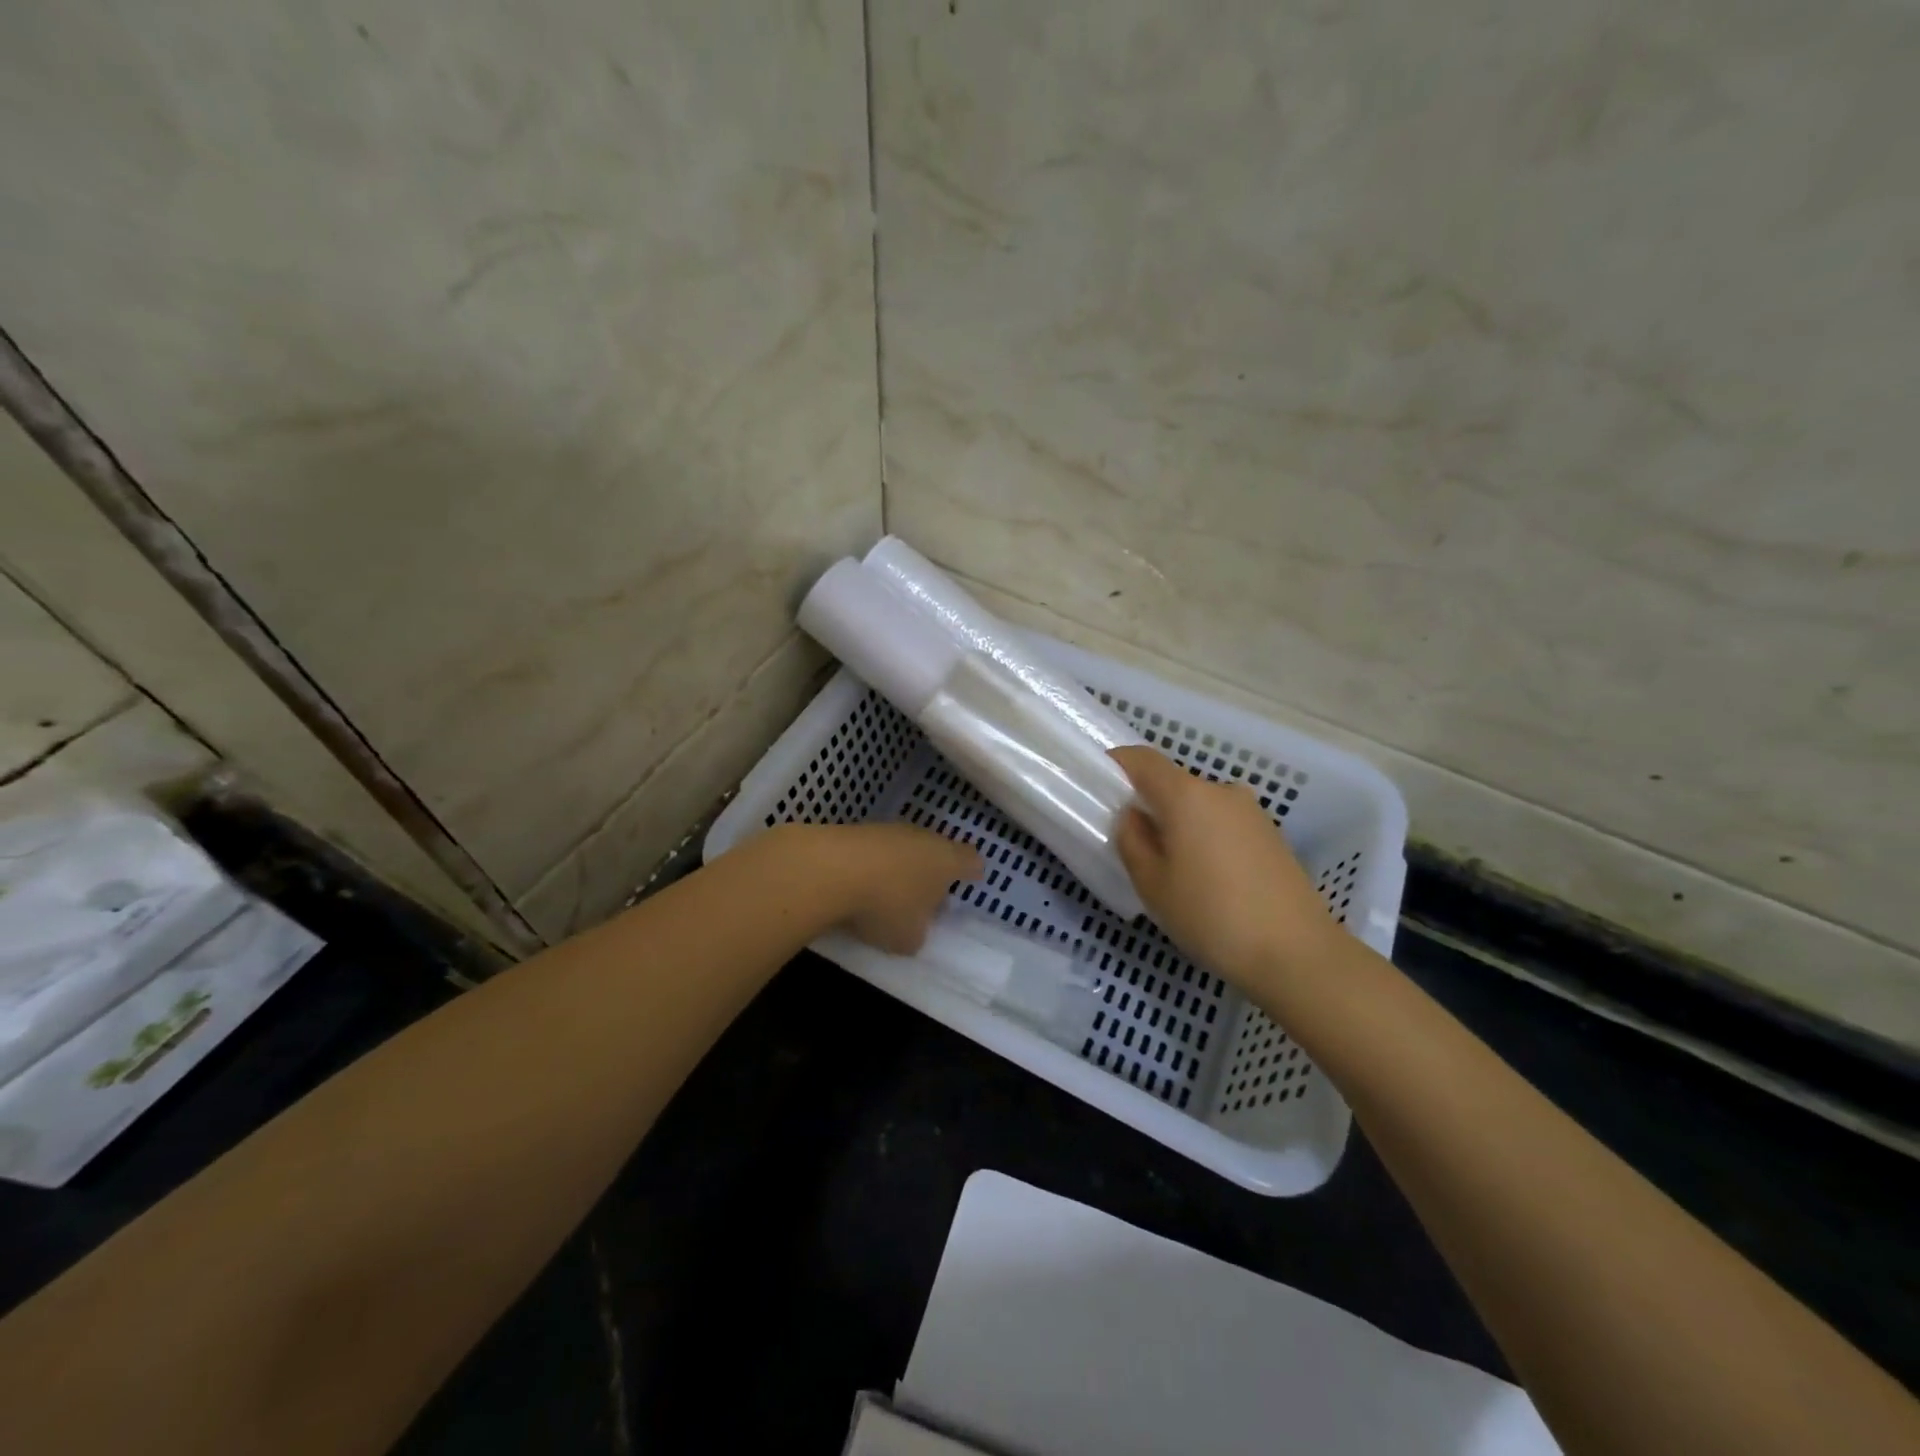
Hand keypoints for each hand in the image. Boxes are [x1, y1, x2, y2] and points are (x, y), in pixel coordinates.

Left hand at [821, 824, 982, 954]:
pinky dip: (870, 867)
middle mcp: (923, 838)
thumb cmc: (887, 905)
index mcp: (947, 861)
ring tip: (886, 896)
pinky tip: (857, 887)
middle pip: (936, 852)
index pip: (971, 860)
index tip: (971, 880)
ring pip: (904, 850)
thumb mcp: (909, 938)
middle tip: (924, 898)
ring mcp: (889, 830)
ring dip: (898, 869)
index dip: (972, 871)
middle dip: (931, 873)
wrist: (832, 869)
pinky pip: (874, 851)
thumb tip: (912, 930)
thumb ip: (918, 934)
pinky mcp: (857, 830)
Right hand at [1111, 746, 1339, 987]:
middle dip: (1149, 804)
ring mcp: (1252, 813)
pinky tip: (1207, 881)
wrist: (1297, 953)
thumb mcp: (1153, 885)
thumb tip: (1134, 816)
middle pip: (1173, 784)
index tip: (1099, 784)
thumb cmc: (1211, 916)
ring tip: (1173, 870)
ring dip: (1180, 825)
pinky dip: (1206, 839)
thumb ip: (1132, 841)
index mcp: (1187, 796)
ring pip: (1200, 807)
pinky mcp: (1272, 837)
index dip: (1116, 764)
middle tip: (1133, 843)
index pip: (1143, 759)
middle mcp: (1222, 792)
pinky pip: (1224, 824)